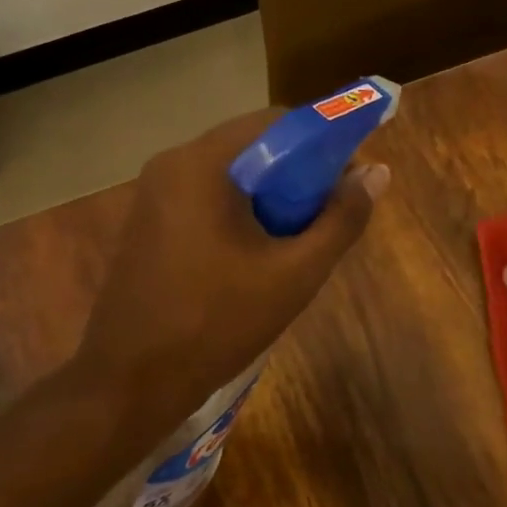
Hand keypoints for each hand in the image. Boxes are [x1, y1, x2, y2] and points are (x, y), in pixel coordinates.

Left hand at [67, 110, 387, 445]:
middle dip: (300, 173)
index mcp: (203, 164)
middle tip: (331, 213)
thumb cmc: (217, 323)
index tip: (352, 177)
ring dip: (273, 194)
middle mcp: (172, 165)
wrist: (129, 384)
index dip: (324, 142)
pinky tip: (260, 252)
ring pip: (232, 174)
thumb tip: (377, 173)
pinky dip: (243, 210)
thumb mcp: (295, 273)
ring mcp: (154, 194)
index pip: (278, 122)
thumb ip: (341, 219)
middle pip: (254, 146)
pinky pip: (208, 197)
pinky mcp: (149, 222)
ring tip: (301, 237)